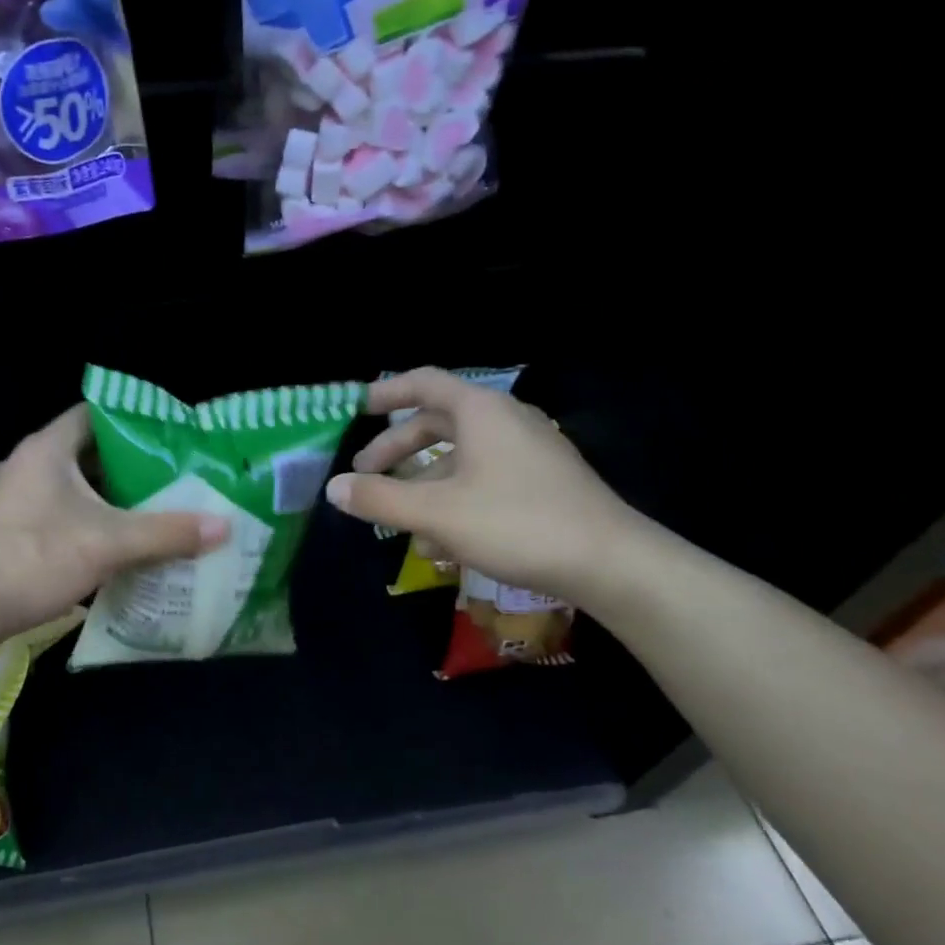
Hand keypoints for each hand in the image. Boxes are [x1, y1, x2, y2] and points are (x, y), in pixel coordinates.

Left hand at [0, 404, 230, 642]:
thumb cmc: (36, 558)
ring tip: (152, 509)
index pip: (95, 415)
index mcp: (48, 449)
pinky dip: (87, 518)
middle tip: (171, 478)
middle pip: (88, 452)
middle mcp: (27, 463)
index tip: (169, 439)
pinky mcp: (9, 526)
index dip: (134, 422)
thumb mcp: (110, 544)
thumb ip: (167, 533)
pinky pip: (58, 510)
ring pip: (73, 485)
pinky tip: (114, 541)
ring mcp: (14, 496)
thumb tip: (225, 526)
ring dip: (109, 496)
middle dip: (129, 466)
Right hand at [324, 368, 644, 605]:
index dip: (386, 392)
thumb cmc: (517, 523)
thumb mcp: (437, 513)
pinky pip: (484, 479)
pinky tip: (441, 542)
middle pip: (438, 422)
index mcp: (481, 412)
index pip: (424, 382)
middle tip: (365, 474)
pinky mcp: (541, 483)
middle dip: (397, 448)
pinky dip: (454, 498)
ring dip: (423, 482)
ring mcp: (527, 452)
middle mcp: (505, 421)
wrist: (609, 562)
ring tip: (399, 519)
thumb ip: (380, 499)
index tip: (356, 408)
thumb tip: (334, 488)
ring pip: (460, 457)